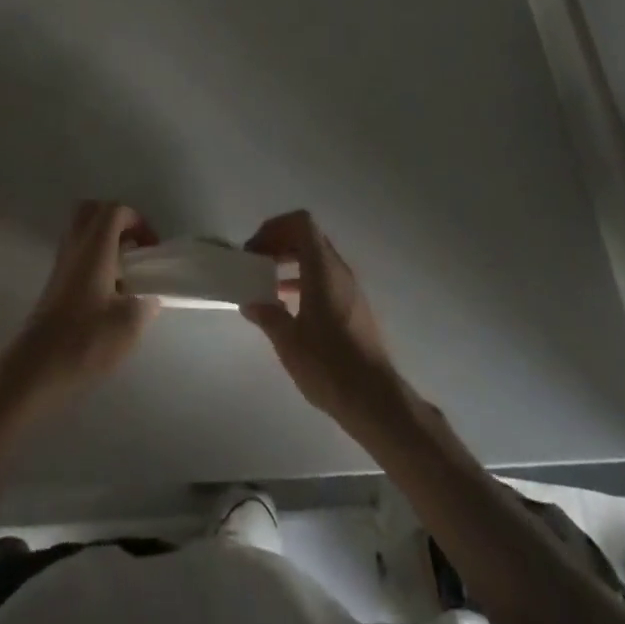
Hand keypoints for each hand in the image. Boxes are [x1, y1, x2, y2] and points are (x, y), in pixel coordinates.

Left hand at [4, 200, 159, 406]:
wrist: (36, 368)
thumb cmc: (85, 340)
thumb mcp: (129, 324)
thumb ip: (146, 303)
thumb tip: (149, 297)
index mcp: (95, 247)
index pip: (115, 210)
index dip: (138, 221)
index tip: (151, 249)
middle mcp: (76, 246)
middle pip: (93, 211)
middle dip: (118, 221)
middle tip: (134, 247)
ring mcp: (61, 263)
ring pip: (82, 231)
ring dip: (104, 239)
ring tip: (123, 269)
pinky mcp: (54, 282)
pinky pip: (76, 252)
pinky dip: (93, 257)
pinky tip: (106, 289)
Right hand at [242, 211, 401, 424]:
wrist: (375, 400)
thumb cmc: (328, 365)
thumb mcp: (288, 341)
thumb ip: (268, 316)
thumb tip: (250, 303)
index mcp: (323, 268)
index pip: (301, 223)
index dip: (275, 227)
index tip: (256, 249)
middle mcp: (339, 270)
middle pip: (308, 238)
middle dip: (280, 243)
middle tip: (257, 263)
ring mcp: (350, 289)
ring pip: (318, 258)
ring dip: (291, 262)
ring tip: (268, 284)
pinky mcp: (355, 308)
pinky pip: (326, 278)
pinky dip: (305, 280)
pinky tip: (289, 307)